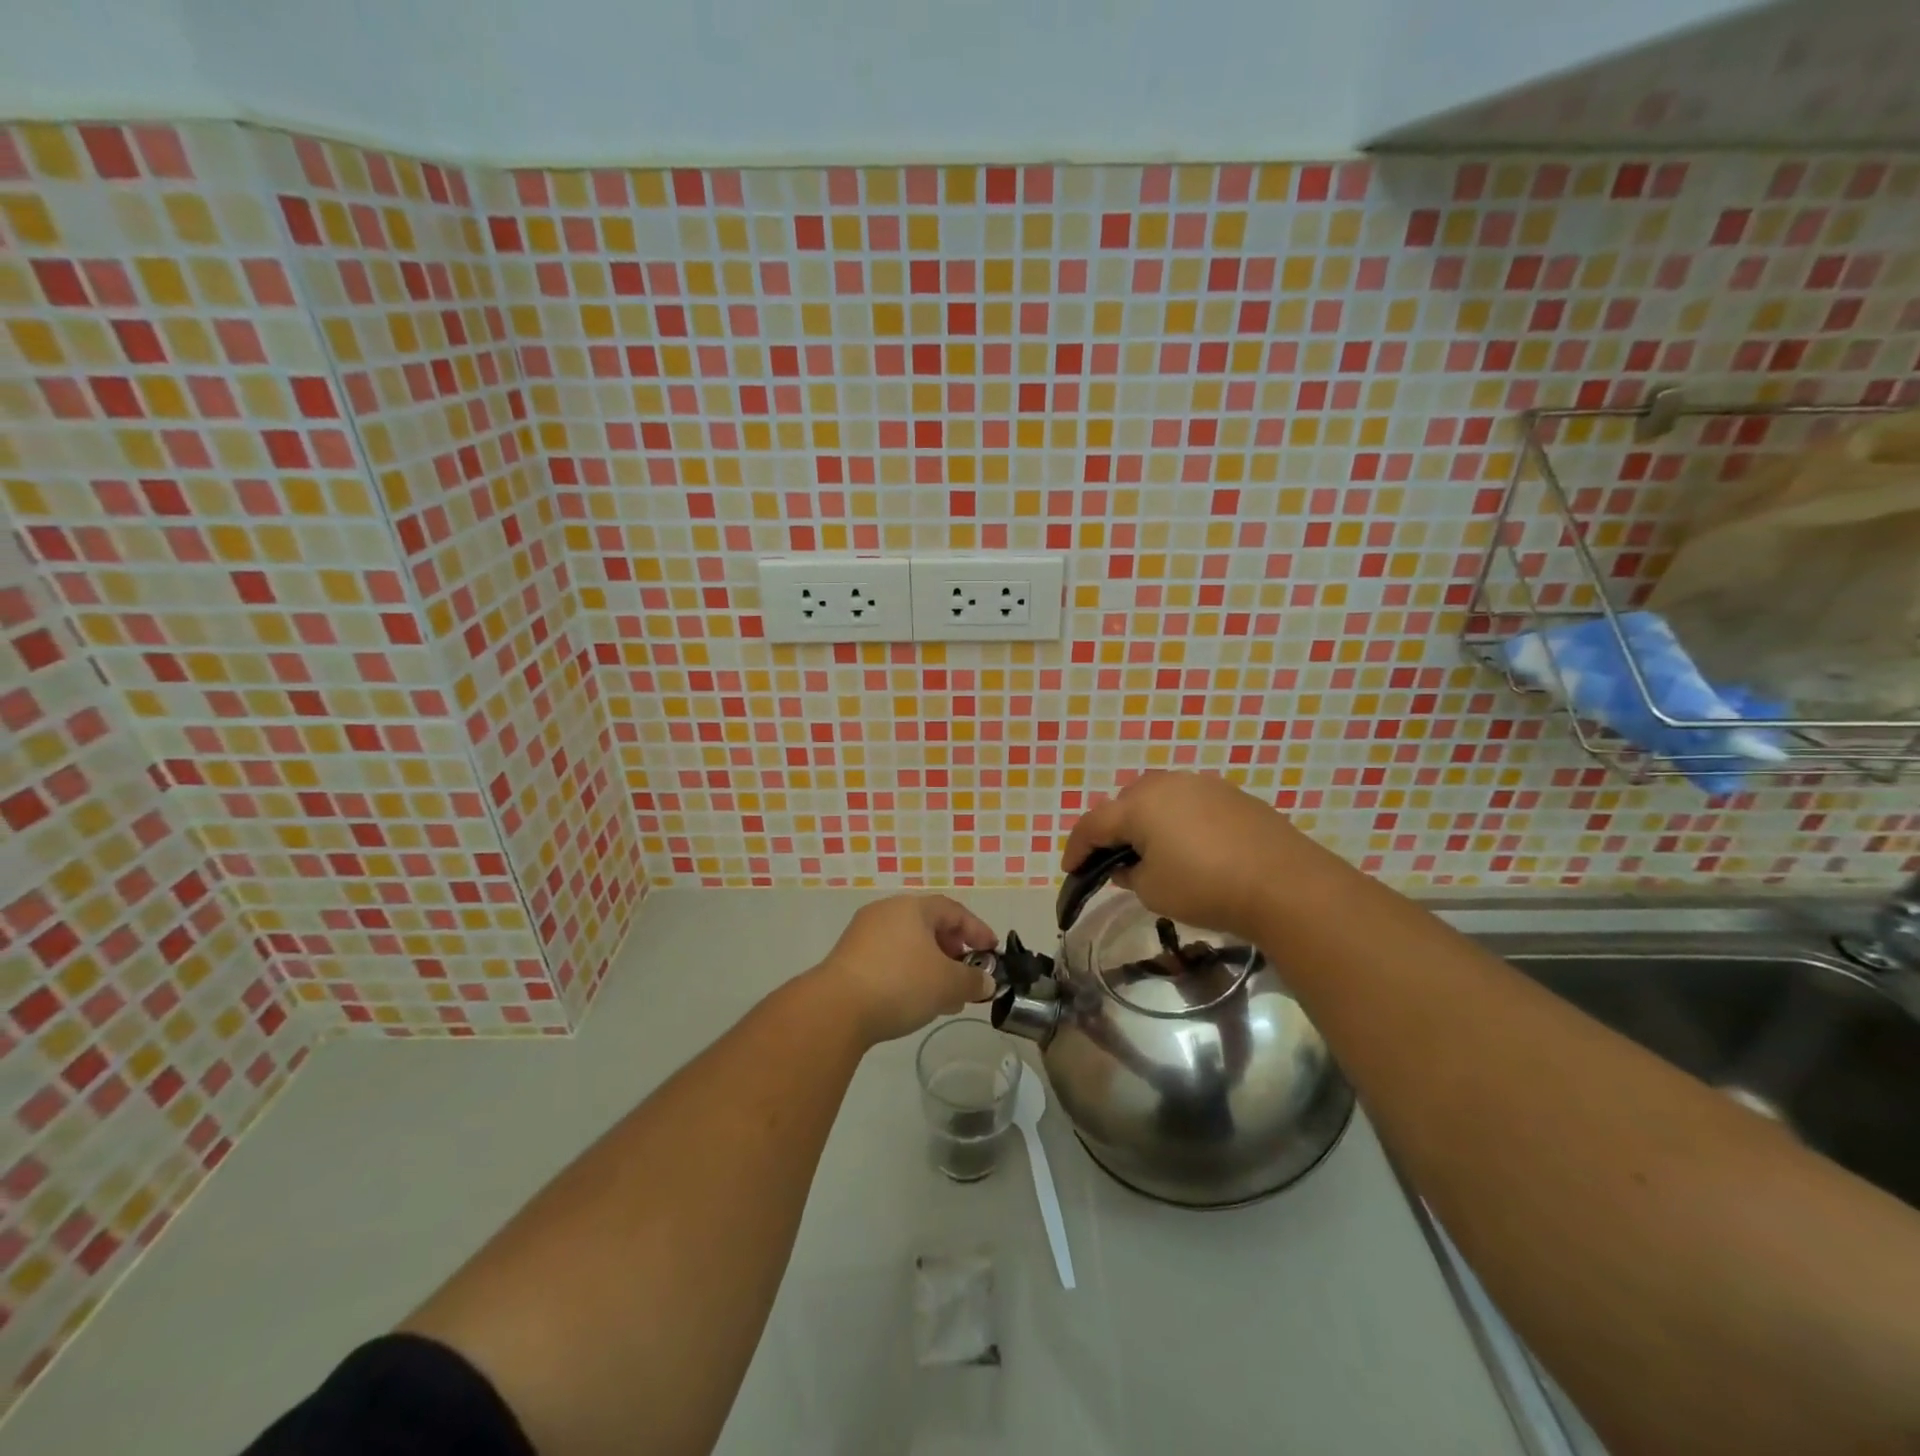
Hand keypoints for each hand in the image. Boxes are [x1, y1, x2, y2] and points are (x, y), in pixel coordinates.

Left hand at [809, 895, 999, 1046]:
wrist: (836, 1008)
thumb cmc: (900, 984)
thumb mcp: (947, 984)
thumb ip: (972, 981)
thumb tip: (985, 982)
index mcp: (912, 907)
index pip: (953, 910)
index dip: (977, 930)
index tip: (992, 952)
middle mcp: (886, 912)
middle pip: (929, 925)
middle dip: (953, 951)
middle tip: (966, 975)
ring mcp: (863, 934)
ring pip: (908, 944)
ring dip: (931, 966)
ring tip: (944, 996)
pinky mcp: (848, 958)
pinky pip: (889, 958)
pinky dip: (908, 973)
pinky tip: (914, 1001)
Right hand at [1063, 772, 1331, 942]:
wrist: (1284, 884)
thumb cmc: (1205, 887)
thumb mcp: (1153, 891)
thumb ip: (1130, 875)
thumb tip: (1130, 866)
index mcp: (1139, 805)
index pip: (1093, 824)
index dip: (1077, 848)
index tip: (1070, 871)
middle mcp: (1167, 784)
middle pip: (1125, 803)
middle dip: (1113, 830)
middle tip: (1113, 860)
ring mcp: (1203, 785)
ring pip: (1159, 798)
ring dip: (1147, 822)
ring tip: (1152, 851)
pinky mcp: (1232, 795)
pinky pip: (1190, 804)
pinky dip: (1179, 822)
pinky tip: (1191, 847)